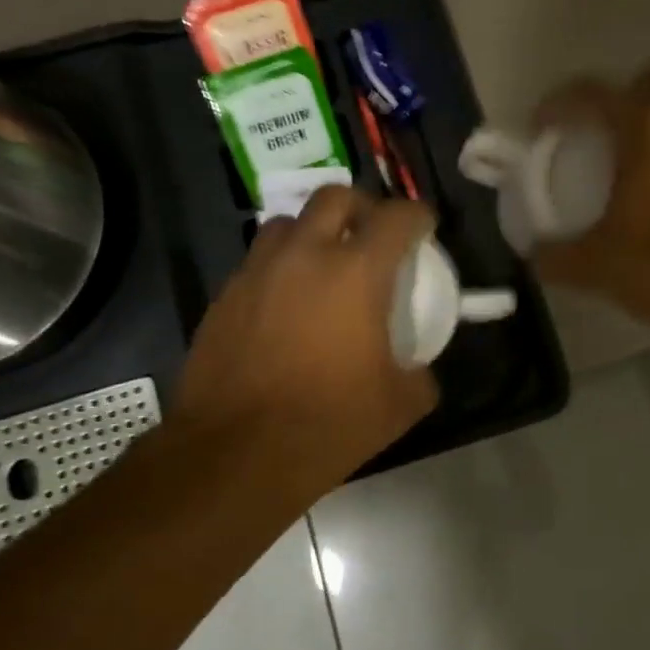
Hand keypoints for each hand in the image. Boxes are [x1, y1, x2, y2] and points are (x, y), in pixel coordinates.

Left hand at [174, 185, 439, 494]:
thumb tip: (419, 367)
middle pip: (335, 197)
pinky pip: (257, 261)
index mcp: (357, 272)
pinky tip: (284, 306)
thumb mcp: (400, 405)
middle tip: (371, 237)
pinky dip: (279, 268)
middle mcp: (305, 255)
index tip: (424, 230)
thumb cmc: (328, 423)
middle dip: (361, 207)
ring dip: (312, 232)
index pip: (397, 216)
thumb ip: (420, 373)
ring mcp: (258, 271)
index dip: (419, 216)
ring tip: (322, 266)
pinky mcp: (224, 295)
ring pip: (287, 222)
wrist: (236, 453)